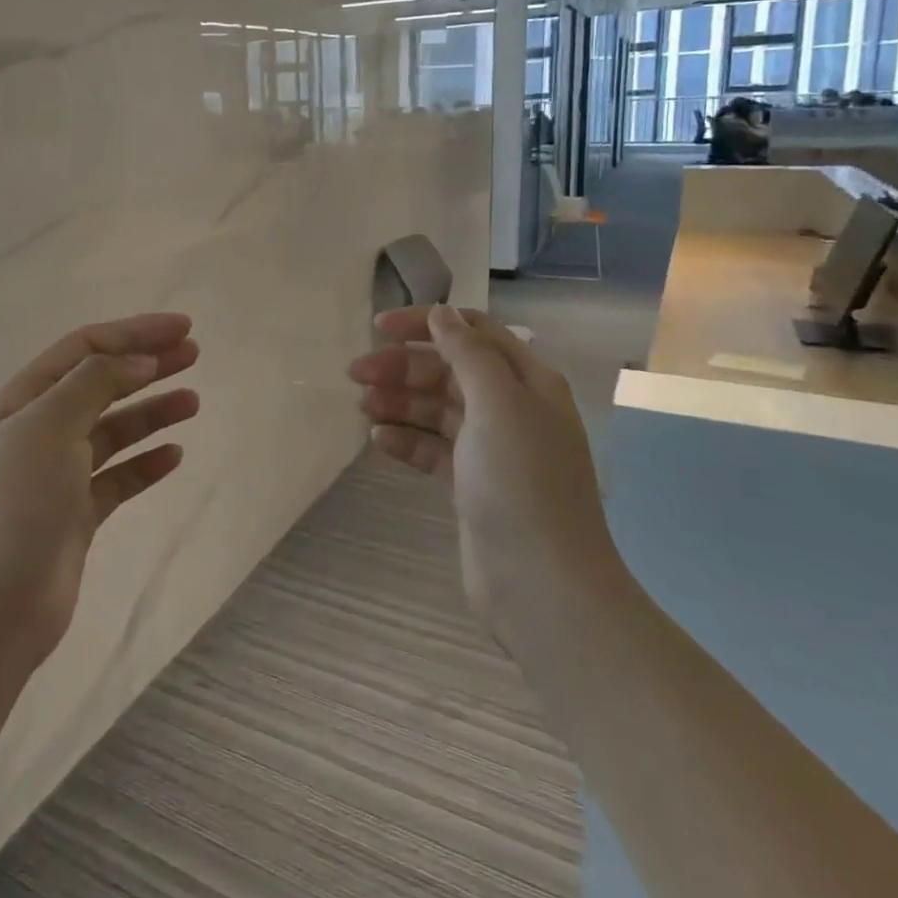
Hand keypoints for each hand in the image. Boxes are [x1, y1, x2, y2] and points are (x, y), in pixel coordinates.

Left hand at [0, 313, 199, 671]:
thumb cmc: (11, 505)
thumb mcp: (48, 426)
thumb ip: (95, 384)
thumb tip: (138, 360)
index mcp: (23, 400)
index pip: (85, 349)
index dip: (134, 333)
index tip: (183, 328)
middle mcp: (38, 431)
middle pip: (101, 384)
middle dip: (147, 365)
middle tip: (194, 355)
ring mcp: (56, 476)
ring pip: (113, 431)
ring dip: (151, 412)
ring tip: (193, 401)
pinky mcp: (73, 517)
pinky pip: (117, 479)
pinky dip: (145, 464)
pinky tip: (173, 456)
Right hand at [347, 305, 615, 628]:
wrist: (542, 583)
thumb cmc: (521, 482)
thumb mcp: (497, 404)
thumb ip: (467, 353)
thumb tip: (443, 313)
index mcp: (526, 381)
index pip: (471, 332)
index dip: (426, 323)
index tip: (378, 328)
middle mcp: (510, 407)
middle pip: (448, 369)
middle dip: (403, 366)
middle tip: (356, 373)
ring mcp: (490, 448)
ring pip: (435, 409)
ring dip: (399, 402)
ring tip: (362, 407)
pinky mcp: (470, 483)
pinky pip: (431, 448)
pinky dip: (405, 440)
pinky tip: (378, 442)